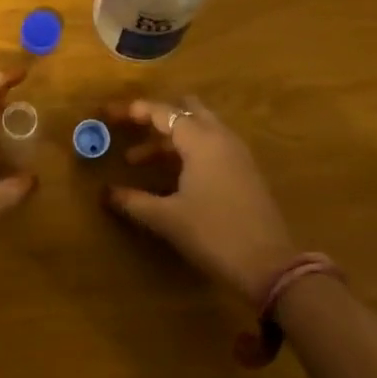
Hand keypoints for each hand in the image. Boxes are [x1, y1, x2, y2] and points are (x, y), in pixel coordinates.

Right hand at [105, 98, 296, 301]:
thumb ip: (134, 201)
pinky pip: (211, 145)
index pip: (162, 112)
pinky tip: (172, 175)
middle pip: (184, 111)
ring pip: (198, 129)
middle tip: (129, 130)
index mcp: (200, 140)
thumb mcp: (168, 218)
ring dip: (169, 138)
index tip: (108, 114)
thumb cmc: (214, 234)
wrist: (270, 266)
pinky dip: (187, 150)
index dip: (133, 111)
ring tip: (140, 160)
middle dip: (155, 118)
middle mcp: (220, 137)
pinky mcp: (245, 171)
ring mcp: (236, 153)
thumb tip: (106, 192)